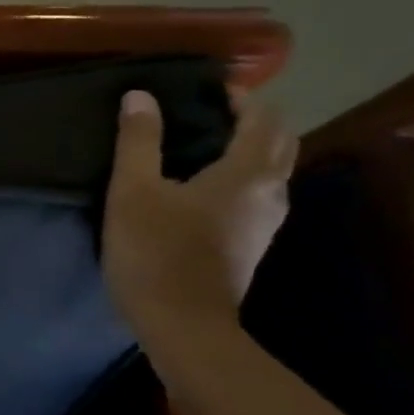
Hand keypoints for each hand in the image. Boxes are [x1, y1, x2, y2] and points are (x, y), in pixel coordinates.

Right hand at [102, 88, 295, 342]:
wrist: (182, 325)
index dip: (241, 97)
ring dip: (251, 149)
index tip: (208, 89)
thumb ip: (139, 142)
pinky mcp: (252, 245)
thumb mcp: (133, 192)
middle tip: (211, 113)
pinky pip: (259, 195)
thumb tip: (140, 96)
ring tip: (208, 145)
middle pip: (280, 142)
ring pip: (273, 170)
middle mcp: (270, 192)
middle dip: (254, 120)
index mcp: (247, 173)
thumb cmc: (155, 253)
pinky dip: (243, 177)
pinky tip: (208, 188)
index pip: (263, 118)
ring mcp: (266, 223)